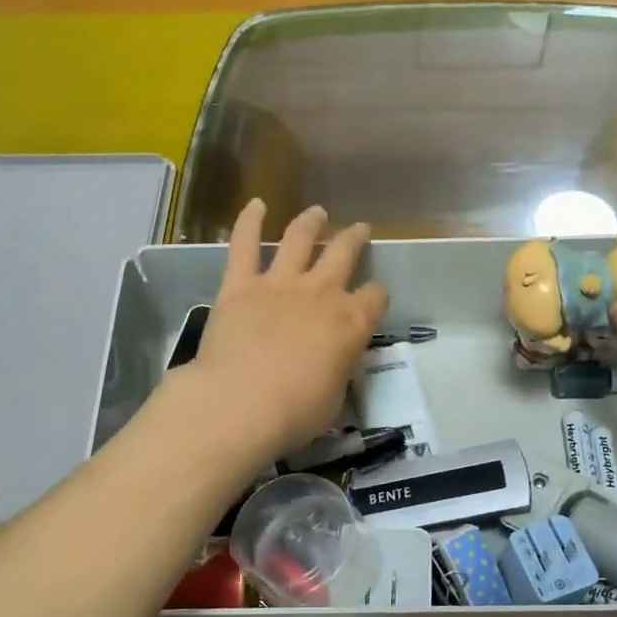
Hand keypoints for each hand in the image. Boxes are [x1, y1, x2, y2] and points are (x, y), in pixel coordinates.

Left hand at [181, 200, 387, 463]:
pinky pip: (245, 245)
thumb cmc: (295, 412)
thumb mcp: (334, 397)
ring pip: (299, 240)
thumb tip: (332, 361)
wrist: (242, 402)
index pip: (375, 298)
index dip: (377, 296)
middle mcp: (321, 294)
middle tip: (359, 230)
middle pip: (344, 254)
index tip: (374, 298)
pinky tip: (255, 204)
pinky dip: (249, 222)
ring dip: (310, 222)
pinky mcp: (240, 285)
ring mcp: (279, 284)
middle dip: (354, 240)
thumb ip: (337, 369)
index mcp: (351, 323)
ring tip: (316, 212)